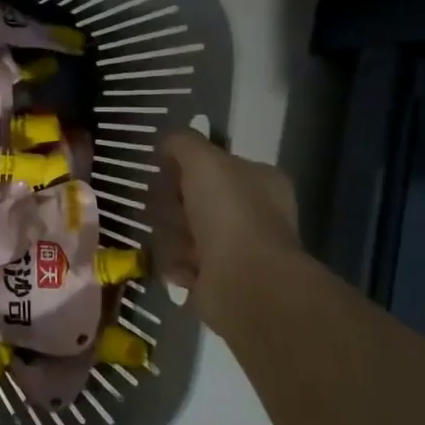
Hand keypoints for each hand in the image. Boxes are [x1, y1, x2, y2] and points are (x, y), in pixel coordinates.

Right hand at [158, 129, 302, 333]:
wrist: (245, 281)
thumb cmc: (228, 212)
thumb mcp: (203, 160)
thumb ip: (184, 143)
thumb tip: (169, 142)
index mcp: (261, 180)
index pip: (216, 165)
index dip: (187, 166)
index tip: (165, 172)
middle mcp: (255, 213)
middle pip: (196, 199)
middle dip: (173, 205)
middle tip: (163, 210)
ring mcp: (240, 248)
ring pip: (186, 231)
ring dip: (171, 236)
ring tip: (174, 244)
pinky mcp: (223, 279)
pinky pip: (185, 263)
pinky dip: (176, 264)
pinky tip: (179, 267)